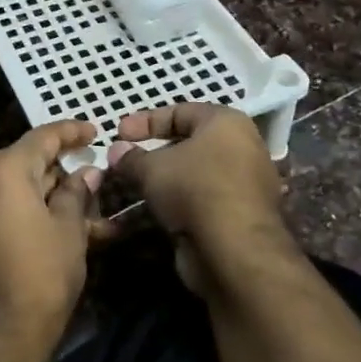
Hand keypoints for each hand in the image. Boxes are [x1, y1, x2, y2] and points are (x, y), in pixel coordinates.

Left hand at [0, 119, 102, 357]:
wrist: (0, 334)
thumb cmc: (42, 273)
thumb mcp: (69, 229)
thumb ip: (76, 193)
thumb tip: (86, 173)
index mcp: (5, 170)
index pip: (43, 137)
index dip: (71, 132)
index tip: (96, 131)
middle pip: (32, 163)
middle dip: (68, 172)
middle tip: (100, 176)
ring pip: (26, 191)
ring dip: (60, 198)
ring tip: (99, 212)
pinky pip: (13, 211)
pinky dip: (41, 214)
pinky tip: (75, 229)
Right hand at [104, 104, 295, 294]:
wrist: (235, 250)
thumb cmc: (194, 189)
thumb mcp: (152, 168)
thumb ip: (131, 157)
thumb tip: (116, 151)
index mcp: (226, 123)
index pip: (180, 111)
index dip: (145, 121)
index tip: (118, 132)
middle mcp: (242, 147)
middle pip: (189, 143)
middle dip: (154, 151)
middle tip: (126, 159)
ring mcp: (244, 183)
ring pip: (194, 174)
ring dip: (164, 179)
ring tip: (134, 186)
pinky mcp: (240, 215)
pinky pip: (202, 199)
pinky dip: (178, 201)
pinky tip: (153, 210)